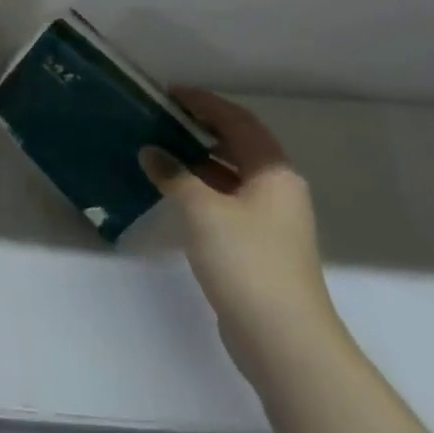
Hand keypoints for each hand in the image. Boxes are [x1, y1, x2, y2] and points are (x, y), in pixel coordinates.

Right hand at [140, 90, 337, 382]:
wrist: (283, 339)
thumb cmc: (247, 261)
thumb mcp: (203, 210)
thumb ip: (175, 175)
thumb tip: (151, 152)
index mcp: (274, 172)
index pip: (238, 122)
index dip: (205, 103)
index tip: (170, 93)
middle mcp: (278, 190)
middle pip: (238, 145)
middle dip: (201, 128)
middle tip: (161, 117)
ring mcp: (270, 221)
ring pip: (231, 175)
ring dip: (198, 159)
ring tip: (159, 148)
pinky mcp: (258, 246)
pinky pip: (226, 201)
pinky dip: (201, 188)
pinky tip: (173, 192)